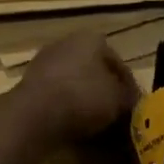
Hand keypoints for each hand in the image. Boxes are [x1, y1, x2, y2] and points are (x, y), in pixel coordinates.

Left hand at [13, 33, 139, 145]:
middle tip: (116, 113)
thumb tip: (133, 102)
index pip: (118, 63)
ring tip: (96, 123)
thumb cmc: (84, 97)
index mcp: (91, 39)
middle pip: (94, 70)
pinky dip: (66, 107)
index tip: (134, 107)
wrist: (35, 114)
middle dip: (105, 90)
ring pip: (74, 82)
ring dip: (85, 99)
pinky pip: (56, 95)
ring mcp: (44, 62)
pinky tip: (74, 125)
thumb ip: (129, 98)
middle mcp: (66, 43)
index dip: (129, 87)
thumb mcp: (118, 100)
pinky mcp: (29, 83)